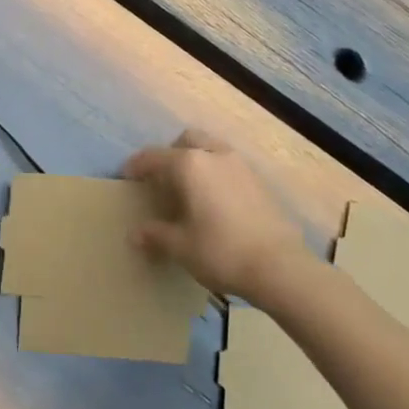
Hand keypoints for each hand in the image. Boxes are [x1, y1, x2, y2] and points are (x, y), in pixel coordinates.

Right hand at [125, 128, 311, 297]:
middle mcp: (213, 154)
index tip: (127, 175)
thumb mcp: (180, 246)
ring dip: (197, 160)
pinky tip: (216, 200)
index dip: (137, 165)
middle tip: (163, 178)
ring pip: (211, 148)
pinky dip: (216, 173)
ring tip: (191, 188)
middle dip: (171, 153)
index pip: (154, 157)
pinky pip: (229, 165)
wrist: (281, 267)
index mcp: (188, 164)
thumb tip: (134, 234)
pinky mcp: (259, 181)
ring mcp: (240, 165)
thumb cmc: (221, 251)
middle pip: (186, 140)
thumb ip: (155, 235)